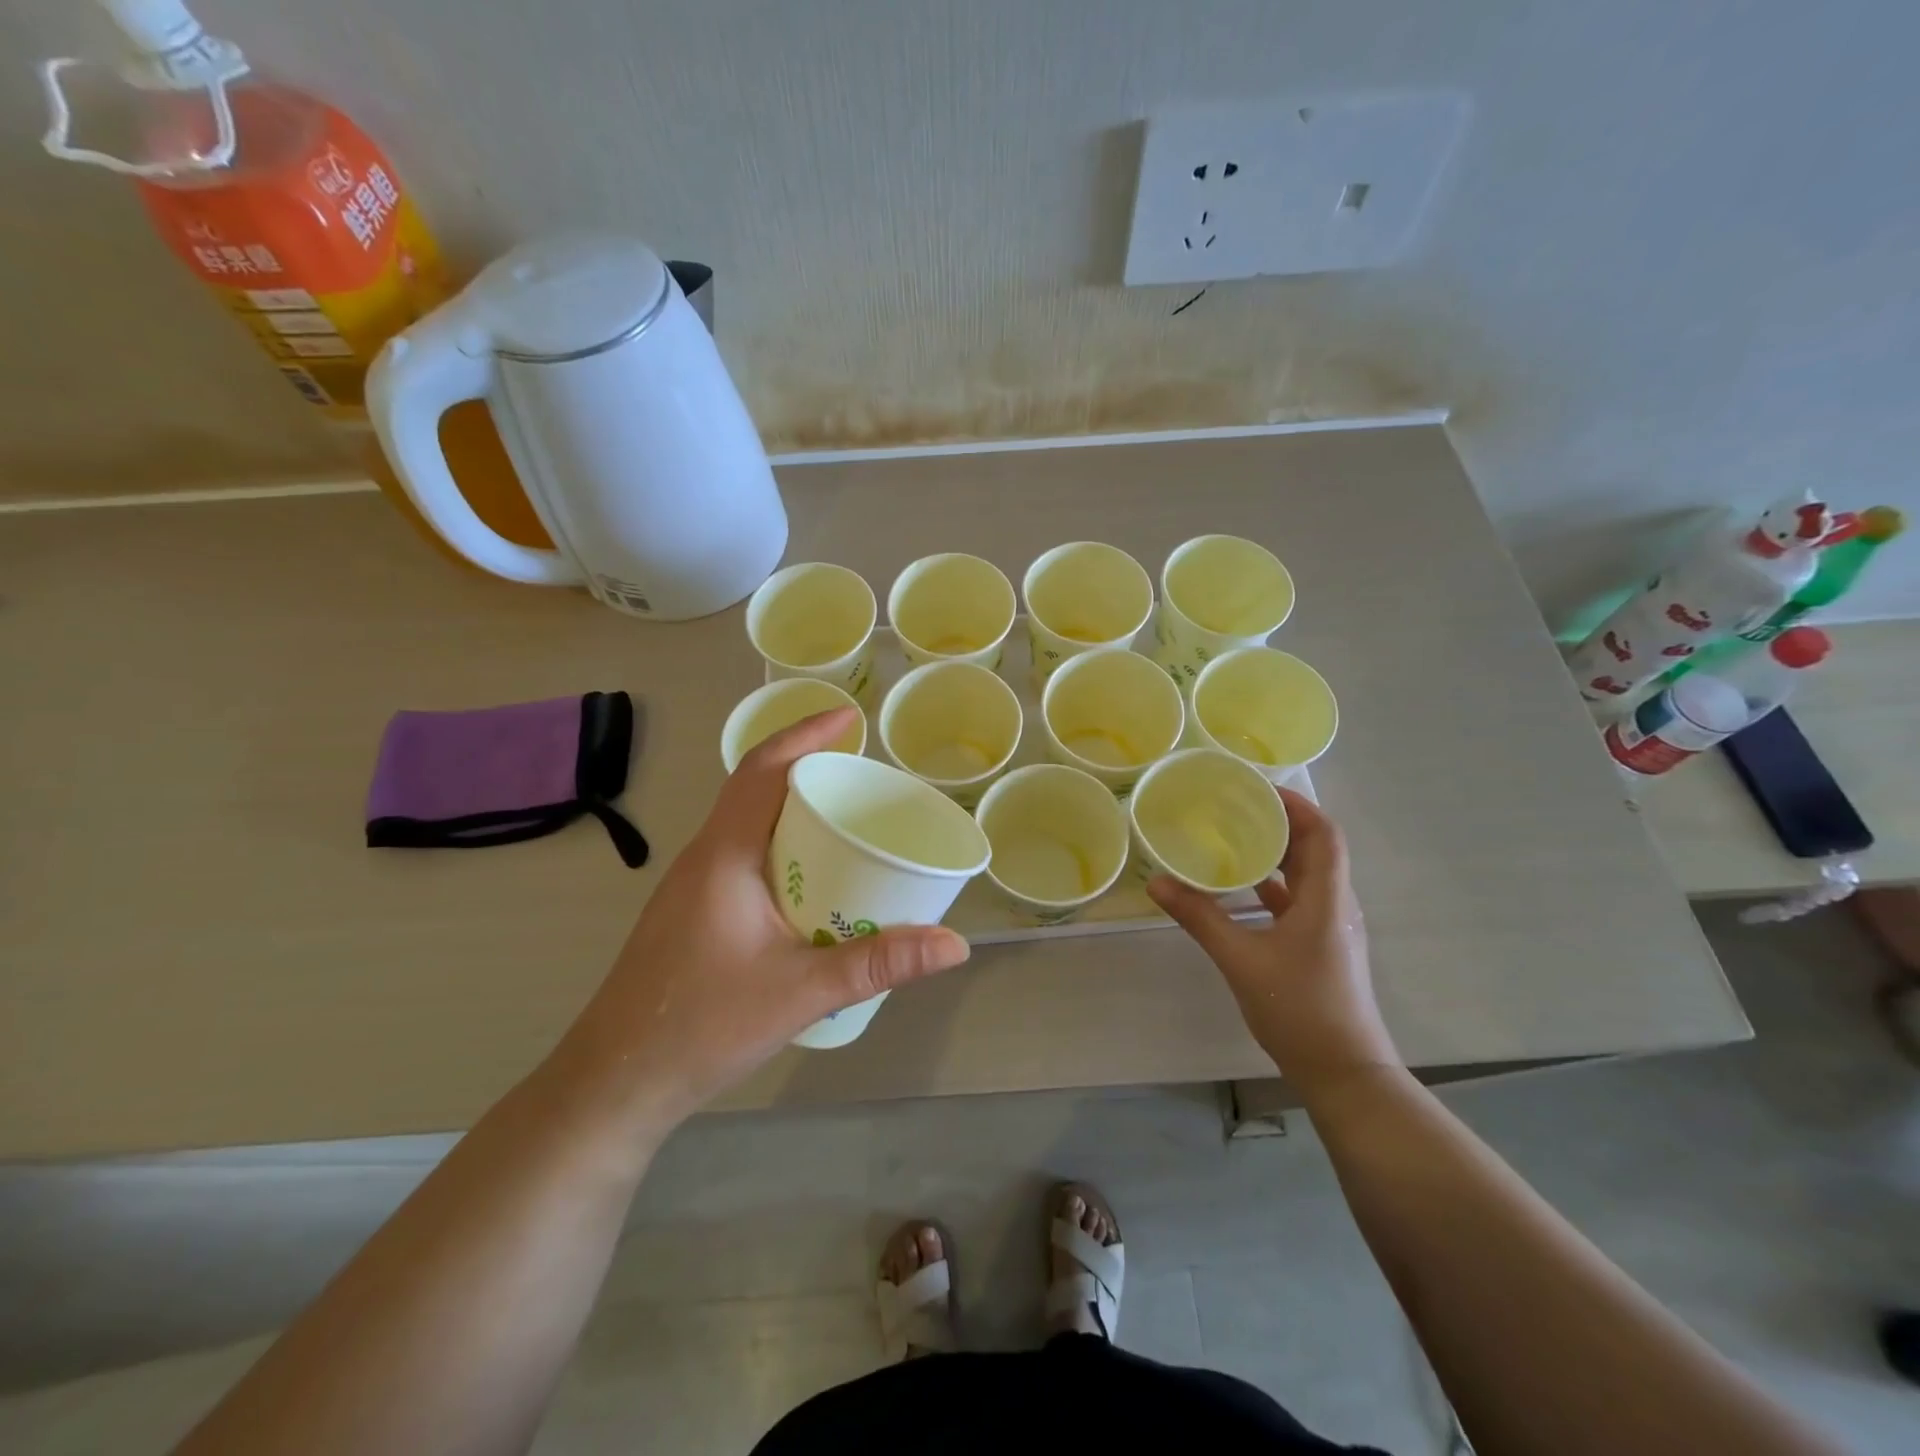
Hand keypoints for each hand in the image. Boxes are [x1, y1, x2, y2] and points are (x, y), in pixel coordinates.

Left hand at [559, 708, 969, 1128]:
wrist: (614, 1084)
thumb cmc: (700, 1025)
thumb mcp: (801, 991)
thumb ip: (878, 963)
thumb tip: (954, 944)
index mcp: (724, 855)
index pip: (762, 769)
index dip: (804, 734)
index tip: (849, 719)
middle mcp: (705, 858)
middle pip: (756, 790)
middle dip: (808, 770)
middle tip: (864, 779)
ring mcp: (693, 886)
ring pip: (749, 825)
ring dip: (793, 810)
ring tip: (847, 822)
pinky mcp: (693, 914)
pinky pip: (744, 856)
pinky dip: (782, 847)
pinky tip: (812, 883)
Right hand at [1147, 788, 1398, 1096]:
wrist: (1343, 1073)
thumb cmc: (1299, 1009)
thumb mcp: (1241, 960)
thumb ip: (1200, 918)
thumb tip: (1157, 883)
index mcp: (1326, 899)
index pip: (1324, 834)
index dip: (1297, 805)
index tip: (1257, 788)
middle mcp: (1335, 905)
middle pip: (1315, 849)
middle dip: (1279, 822)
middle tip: (1233, 806)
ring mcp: (1329, 927)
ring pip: (1305, 875)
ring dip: (1275, 853)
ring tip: (1231, 836)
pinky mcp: (1320, 946)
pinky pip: (1296, 900)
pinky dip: (1271, 885)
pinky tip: (1238, 888)